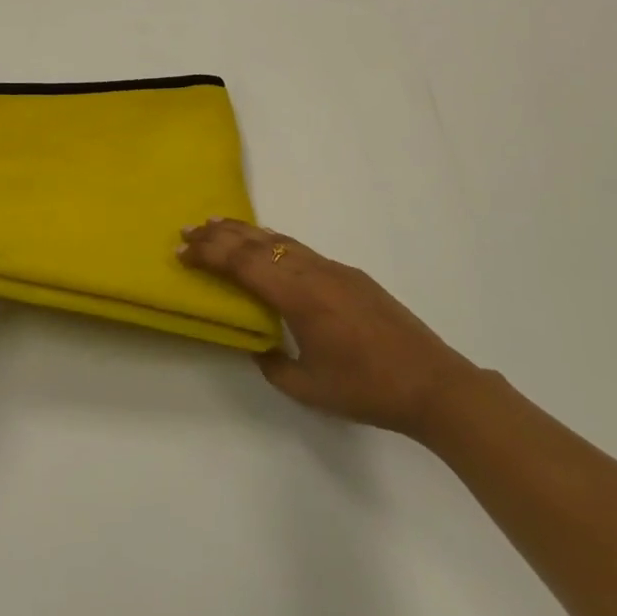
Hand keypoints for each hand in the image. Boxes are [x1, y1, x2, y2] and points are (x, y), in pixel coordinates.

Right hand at [179, 219, 475, 434]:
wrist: (434, 384)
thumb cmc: (367, 389)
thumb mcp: (308, 388)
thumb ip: (272, 365)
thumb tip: (258, 345)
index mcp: (298, 297)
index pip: (243, 265)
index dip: (209, 255)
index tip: (182, 252)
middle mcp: (313, 273)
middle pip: (258, 243)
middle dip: (219, 235)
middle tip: (188, 230)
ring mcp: (335, 270)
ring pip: (280, 240)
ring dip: (245, 233)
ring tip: (217, 226)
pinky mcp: (351, 275)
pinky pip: (301, 249)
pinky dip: (273, 242)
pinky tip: (265, 245)